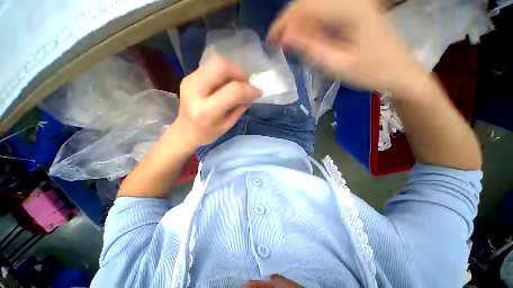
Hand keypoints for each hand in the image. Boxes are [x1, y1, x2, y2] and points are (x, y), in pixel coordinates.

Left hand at [172, 57, 261, 148]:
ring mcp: (190, 81)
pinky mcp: (189, 77)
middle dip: (240, 72)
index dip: (249, 89)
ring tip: (238, 83)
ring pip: (216, 63)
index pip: (233, 91)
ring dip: (233, 71)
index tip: (258, 93)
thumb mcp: (228, 125)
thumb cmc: (207, 133)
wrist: (184, 131)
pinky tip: (227, 83)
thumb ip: (240, 108)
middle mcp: (195, 91)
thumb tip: (251, 94)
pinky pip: (211, 67)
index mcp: (207, 111)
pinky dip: (224, 73)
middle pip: (221, 67)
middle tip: (246, 84)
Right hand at [268, 0, 428, 96]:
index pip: (306, 7)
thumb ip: (311, 49)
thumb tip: (286, 37)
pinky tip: (307, 40)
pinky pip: (325, 13)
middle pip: (309, 2)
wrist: (399, 72)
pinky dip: (311, 26)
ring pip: (315, 6)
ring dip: (298, 25)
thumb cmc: (371, 72)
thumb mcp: (338, 65)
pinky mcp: (355, 11)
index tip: (271, 40)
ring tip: (288, 44)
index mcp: (350, 10)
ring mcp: (354, 3)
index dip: (284, 22)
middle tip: (277, 43)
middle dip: (288, 23)